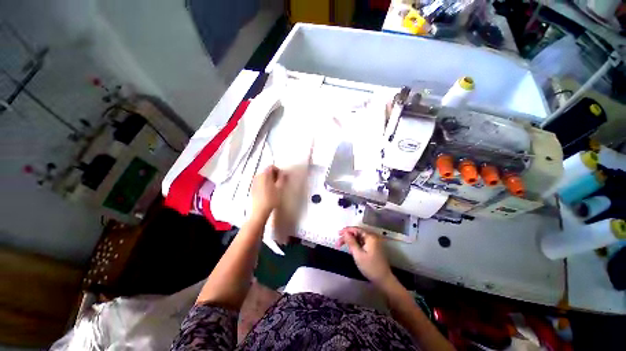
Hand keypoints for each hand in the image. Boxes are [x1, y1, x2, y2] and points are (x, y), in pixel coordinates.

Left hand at [251, 165, 285, 217]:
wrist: (260, 211)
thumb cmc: (271, 199)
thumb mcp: (279, 188)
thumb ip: (282, 178)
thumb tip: (284, 173)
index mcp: (264, 175)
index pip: (271, 167)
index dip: (278, 170)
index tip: (282, 177)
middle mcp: (257, 176)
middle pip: (267, 171)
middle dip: (274, 175)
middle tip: (280, 182)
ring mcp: (254, 183)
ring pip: (263, 177)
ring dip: (270, 179)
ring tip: (276, 187)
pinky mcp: (253, 189)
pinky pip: (260, 182)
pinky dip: (265, 183)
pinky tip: (269, 191)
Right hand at [337, 227, 394, 286]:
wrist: (383, 279)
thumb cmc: (370, 267)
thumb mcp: (358, 254)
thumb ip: (351, 242)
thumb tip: (345, 232)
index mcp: (370, 237)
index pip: (356, 229)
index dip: (346, 230)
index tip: (338, 233)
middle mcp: (373, 237)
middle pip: (357, 233)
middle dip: (347, 237)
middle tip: (338, 242)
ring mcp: (373, 242)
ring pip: (359, 238)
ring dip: (350, 241)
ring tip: (343, 247)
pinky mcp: (373, 247)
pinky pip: (362, 242)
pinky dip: (356, 245)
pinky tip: (351, 250)